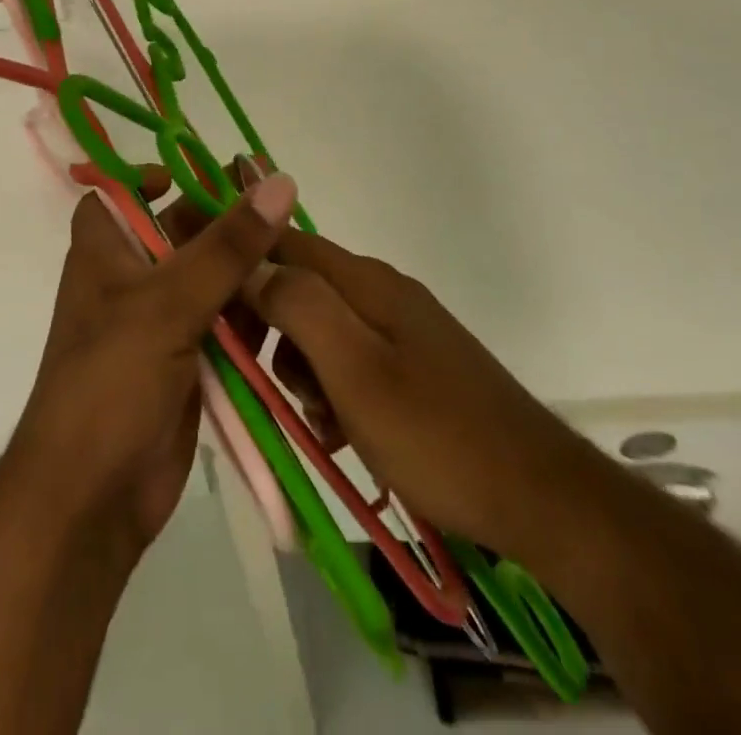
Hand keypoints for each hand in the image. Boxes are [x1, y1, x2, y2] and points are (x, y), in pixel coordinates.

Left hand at [0, 168, 300, 562]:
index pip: (119, 194)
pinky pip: (225, 326)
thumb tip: (279, 182)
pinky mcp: (187, 364)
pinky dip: (253, 318)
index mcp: (106, 251)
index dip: (151, 177)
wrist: (91, 499)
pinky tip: (292, 312)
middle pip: (180, 233)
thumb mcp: (169, 302)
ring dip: (248, 273)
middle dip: (226, 225)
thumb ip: (227, 245)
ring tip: (301, 263)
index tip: (205, 174)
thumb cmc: (111, 381)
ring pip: (210, 280)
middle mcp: (130, 280)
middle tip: (286, 214)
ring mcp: (160, 324)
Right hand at [153, 166, 584, 554]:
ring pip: (322, 328)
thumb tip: (251, 263)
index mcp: (364, 282)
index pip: (282, 243)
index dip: (238, 254)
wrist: (541, 497)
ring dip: (300, 368)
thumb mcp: (355, 371)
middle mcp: (380, 292)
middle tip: (264, 382)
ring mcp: (401, 329)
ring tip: (312, 420)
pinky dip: (332, 389)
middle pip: (299, 286)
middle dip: (269, 328)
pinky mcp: (414, 366)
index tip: (199, 286)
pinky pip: (351, 361)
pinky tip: (339, 432)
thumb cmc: (436, 434)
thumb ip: (299, 307)